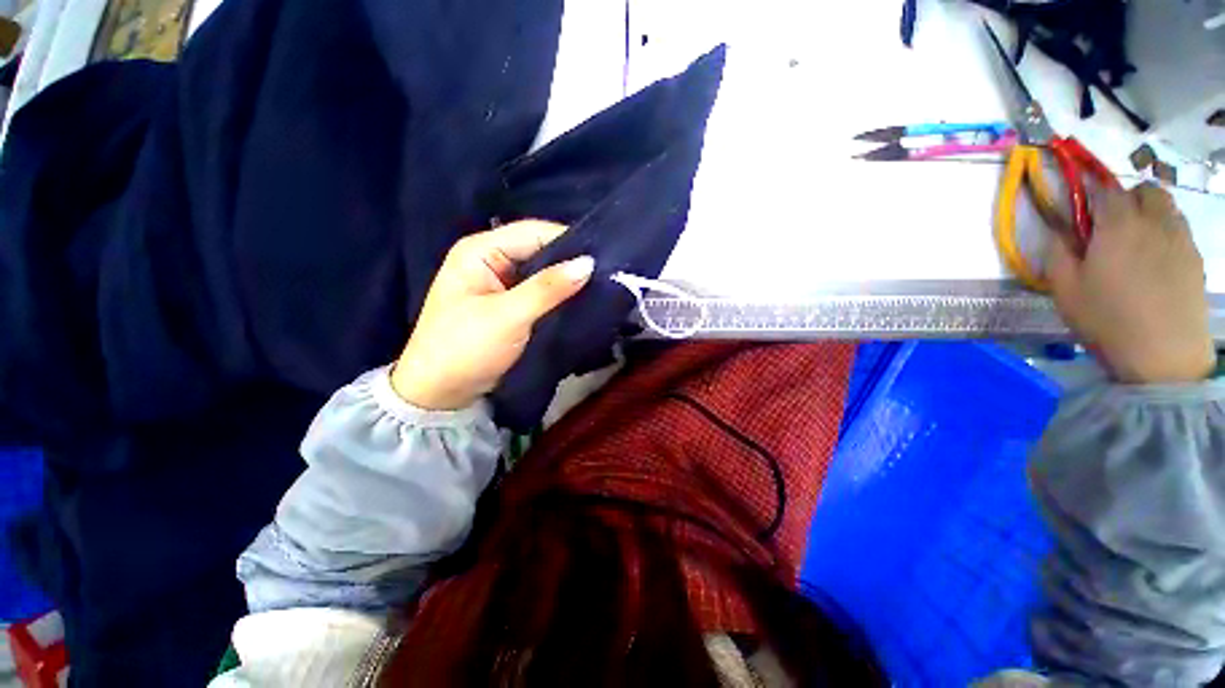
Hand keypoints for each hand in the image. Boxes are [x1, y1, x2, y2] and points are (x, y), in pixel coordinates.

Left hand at [391, 221, 593, 409]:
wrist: (440, 392)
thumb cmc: (466, 348)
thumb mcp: (508, 316)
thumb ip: (548, 288)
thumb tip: (589, 264)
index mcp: (480, 251)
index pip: (533, 232)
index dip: (569, 240)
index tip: (604, 254)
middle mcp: (490, 259)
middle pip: (538, 250)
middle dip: (570, 261)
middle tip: (608, 270)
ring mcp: (499, 283)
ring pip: (541, 272)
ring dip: (566, 279)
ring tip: (602, 283)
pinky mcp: (508, 303)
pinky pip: (539, 291)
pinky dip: (558, 295)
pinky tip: (581, 298)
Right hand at [1047, 184, 1216, 383]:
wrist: (1164, 355)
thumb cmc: (1107, 319)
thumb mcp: (1066, 290)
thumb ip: (1057, 253)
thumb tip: (1056, 232)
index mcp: (1119, 225)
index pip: (1106, 190)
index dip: (1092, 194)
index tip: (1081, 211)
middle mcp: (1154, 222)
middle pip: (1146, 190)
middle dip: (1128, 198)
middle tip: (1112, 225)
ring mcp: (1180, 239)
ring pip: (1168, 207)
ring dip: (1150, 214)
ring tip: (1137, 242)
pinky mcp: (1195, 260)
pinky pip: (1180, 231)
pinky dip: (1166, 234)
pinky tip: (1156, 261)